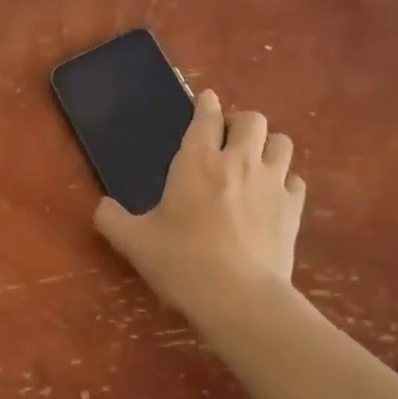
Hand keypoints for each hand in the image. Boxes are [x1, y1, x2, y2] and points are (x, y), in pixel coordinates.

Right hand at [93, 89, 305, 323]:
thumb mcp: (134, 242)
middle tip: (227, 139)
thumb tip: (102, 207)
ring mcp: (272, 183)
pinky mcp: (294, 209)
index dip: (206, 105)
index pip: (206, 117)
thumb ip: (111, 219)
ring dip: (267, 145)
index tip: (206, 101)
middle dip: (239, 122)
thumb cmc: (180, 262)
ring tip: (254, 161)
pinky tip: (272, 195)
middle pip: (252, 119)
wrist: (237, 297)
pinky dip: (284, 180)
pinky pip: (295, 179)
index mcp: (197, 162)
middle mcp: (239, 161)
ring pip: (281, 142)